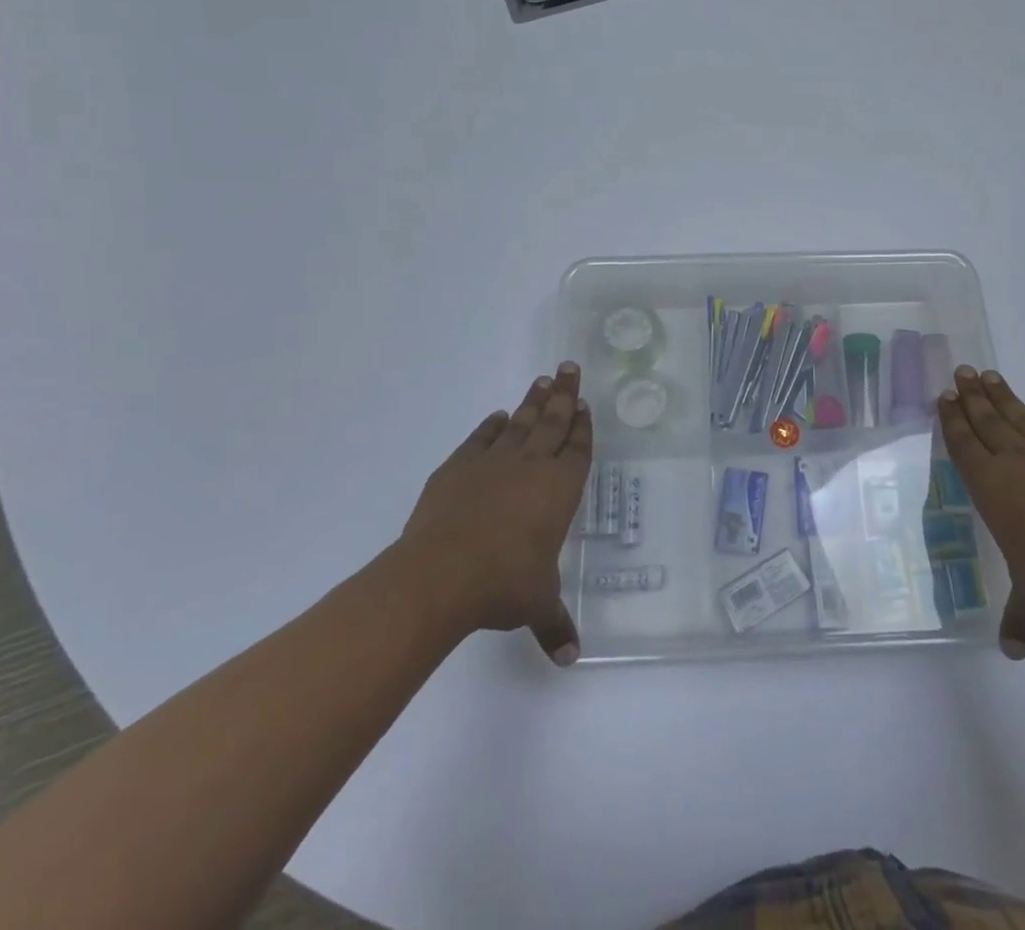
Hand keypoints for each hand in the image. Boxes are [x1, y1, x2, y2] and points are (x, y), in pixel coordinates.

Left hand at [400, 362, 592, 665]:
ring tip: (542, 380)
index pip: (577, 449)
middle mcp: (531, 467)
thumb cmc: (502, 585)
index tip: (584, 403)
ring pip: (521, 423)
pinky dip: (491, 426)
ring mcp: (493, 463)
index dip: (582, 426)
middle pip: (553, 422)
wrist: (440, 574)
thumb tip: (570, 658)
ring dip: (533, 402)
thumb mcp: (536, 606)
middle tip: (569, 367)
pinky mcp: (458, 468)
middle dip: (564, 394)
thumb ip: (555, 625)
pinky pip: (481, 438)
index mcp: (559, 491)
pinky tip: (498, 418)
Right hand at [938, 366, 1024, 657]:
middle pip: (986, 419)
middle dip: (971, 395)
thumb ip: (1020, 619)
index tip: (945, 396)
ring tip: (988, 374)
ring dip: (1001, 394)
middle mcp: (1015, 461)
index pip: (963, 444)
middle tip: (961, 371)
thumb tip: (1012, 654)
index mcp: (991, 488)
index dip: (952, 419)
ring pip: (1018, 415)